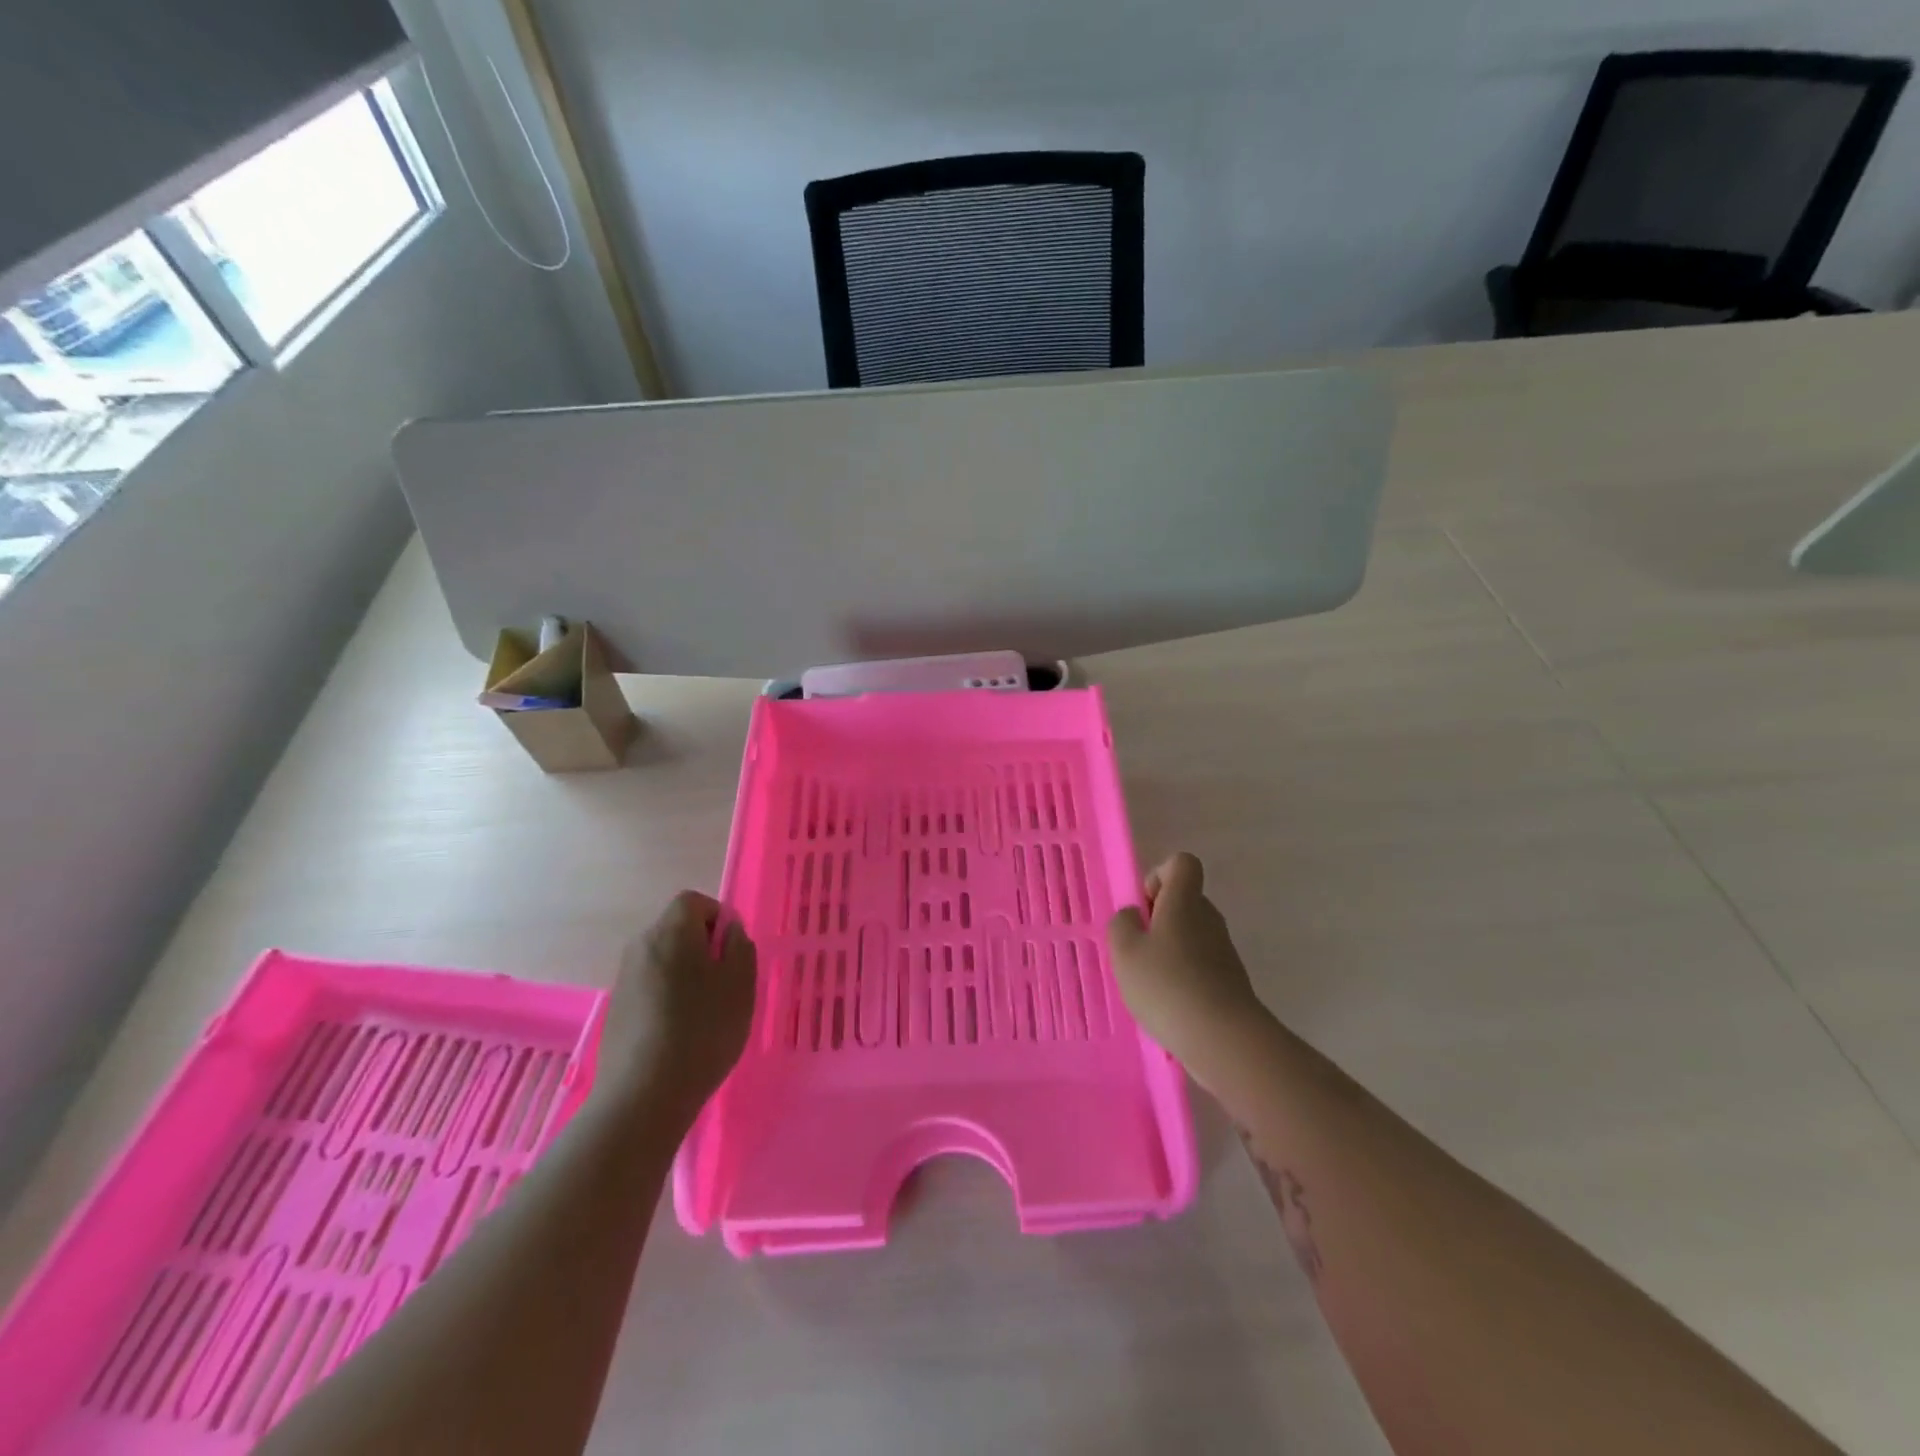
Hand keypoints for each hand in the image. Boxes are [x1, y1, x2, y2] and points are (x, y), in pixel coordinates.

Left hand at [593, 891, 757, 1120]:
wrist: (643, 1096)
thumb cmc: (702, 1030)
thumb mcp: (740, 984)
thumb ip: (739, 946)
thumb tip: (728, 931)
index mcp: (671, 931)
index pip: (693, 901)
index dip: (717, 917)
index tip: (732, 952)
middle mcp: (641, 946)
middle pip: (676, 929)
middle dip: (702, 947)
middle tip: (725, 983)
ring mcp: (624, 979)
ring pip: (663, 960)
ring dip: (685, 974)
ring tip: (705, 1012)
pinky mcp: (616, 1010)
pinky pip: (650, 987)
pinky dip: (667, 998)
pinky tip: (680, 1033)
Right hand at [1108, 852, 1268, 1084]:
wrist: (1223, 1039)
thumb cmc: (1167, 984)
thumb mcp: (1124, 951)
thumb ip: (1122, 924)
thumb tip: (1134, 916)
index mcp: (1185, 901)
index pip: (1182, 864)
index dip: (1159, 876)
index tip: (1144, 907)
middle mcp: (1209, 918)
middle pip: (1186, 900)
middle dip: (1159, 918)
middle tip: (1139, 948)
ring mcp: (1224, 951)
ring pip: (1192, 935)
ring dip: (1169, 950)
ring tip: (1150, 982)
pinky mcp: (1231, 981)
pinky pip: (1201, 965)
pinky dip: (1184, 977)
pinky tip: (1170, 1005)